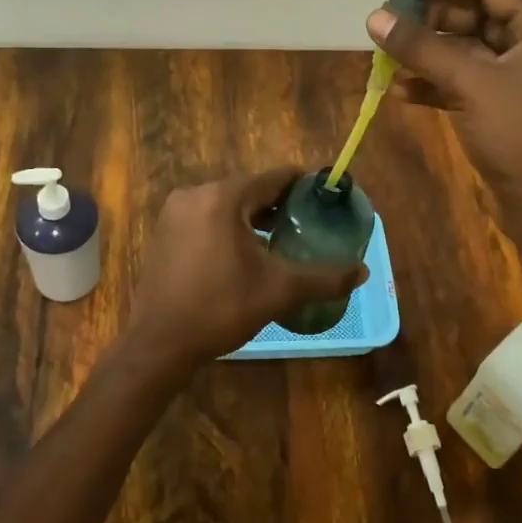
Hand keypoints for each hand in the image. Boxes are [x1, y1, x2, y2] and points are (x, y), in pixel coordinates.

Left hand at [122, 168, 367, 375]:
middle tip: (308, 223)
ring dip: (254, 218)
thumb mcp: (278, 291)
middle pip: (249, 190)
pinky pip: (206, 219)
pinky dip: (229, 228)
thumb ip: (323, 277)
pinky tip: (245, 254)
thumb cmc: (220, 308)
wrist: (159, 344)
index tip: (324, 197)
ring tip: (282, 239)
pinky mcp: (164, 233)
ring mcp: (175, 213)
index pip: (273, 178)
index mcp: (223, 197)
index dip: (302, 186)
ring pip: (227, 206)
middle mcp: (195, 194)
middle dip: (279, 205)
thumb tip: (362, 272)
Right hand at [367, 0, 521, 251]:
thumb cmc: (515, 132)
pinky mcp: (499, 105)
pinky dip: (434, 83)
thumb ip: (421, 48)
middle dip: (432, 22)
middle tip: (392, 26)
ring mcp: (515, 77)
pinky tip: (400, 91)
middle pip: (475, 17)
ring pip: (465, 51)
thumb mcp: (467, 83)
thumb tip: (375, 17)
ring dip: (428, 54)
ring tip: (388, 58)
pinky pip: (463, 81)